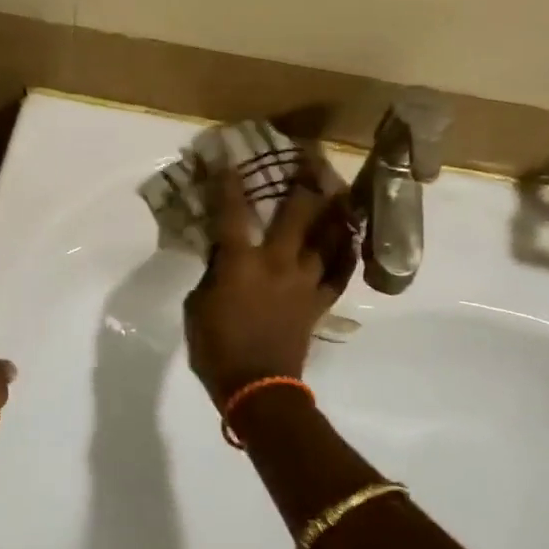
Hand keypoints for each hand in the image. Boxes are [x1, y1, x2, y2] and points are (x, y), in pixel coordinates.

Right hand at [184, 163, 354, 403]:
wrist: (257, 388)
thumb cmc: (216, 347)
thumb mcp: (197, 305)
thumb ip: (212, 273)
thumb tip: (222, 254)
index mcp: (240, 262)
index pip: (232, 213)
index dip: (230, 184)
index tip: (231, 159)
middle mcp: (277, 263)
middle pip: (296, 214)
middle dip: (303, 183)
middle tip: (311, 159)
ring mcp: (304, 282)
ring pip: (327, 238)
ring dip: (333, 212)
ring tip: (340, 191)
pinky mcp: (318, 302)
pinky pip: (339, 274)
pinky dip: (346, 255)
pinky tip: (350, 239)